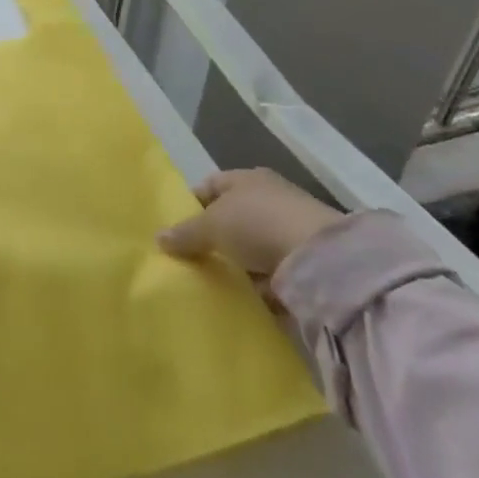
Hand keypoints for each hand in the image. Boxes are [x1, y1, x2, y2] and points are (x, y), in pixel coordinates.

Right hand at [157, 168, 342, 281]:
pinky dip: (261, 285)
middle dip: (215, 238)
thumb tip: (158, 238)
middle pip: (232, 217)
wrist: (320, 258)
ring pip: (253, 246)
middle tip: (193, 259)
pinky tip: (246, 299)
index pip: (211, 186)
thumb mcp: (211, 225)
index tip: (177, 230)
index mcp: (246, 178)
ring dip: (240, 263)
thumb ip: (185, 233)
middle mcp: (268, 197)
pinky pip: (273, 272)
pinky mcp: (306, 260)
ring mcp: (289, 228)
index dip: (192, 205)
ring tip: (216, 284)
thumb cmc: (257, 224)